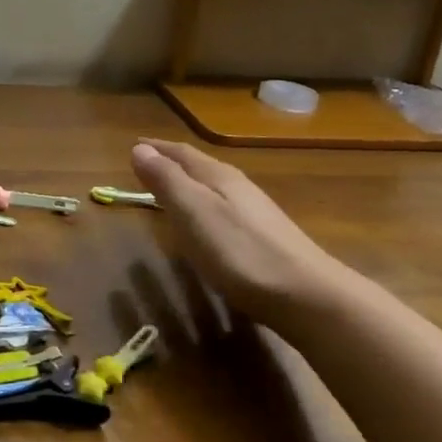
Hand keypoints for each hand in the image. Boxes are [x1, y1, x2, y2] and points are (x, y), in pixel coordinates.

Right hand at [131, 139, 355, 325]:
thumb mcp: (194, 213)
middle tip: (147, 164)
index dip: (157, 149)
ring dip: (189, 183)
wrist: (307, 296)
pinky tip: (206, 222)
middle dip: (172, 163)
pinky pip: (224, 208)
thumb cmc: (240, 251)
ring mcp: (255, 212)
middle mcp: (238, 187)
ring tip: (170, 189)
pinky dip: (204, 205)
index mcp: (218, 177)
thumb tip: (140, 149)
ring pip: (214, 187)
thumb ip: (167, 181)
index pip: (182, 153)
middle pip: (200, 166)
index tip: (134, 145)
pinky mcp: (265, 237)